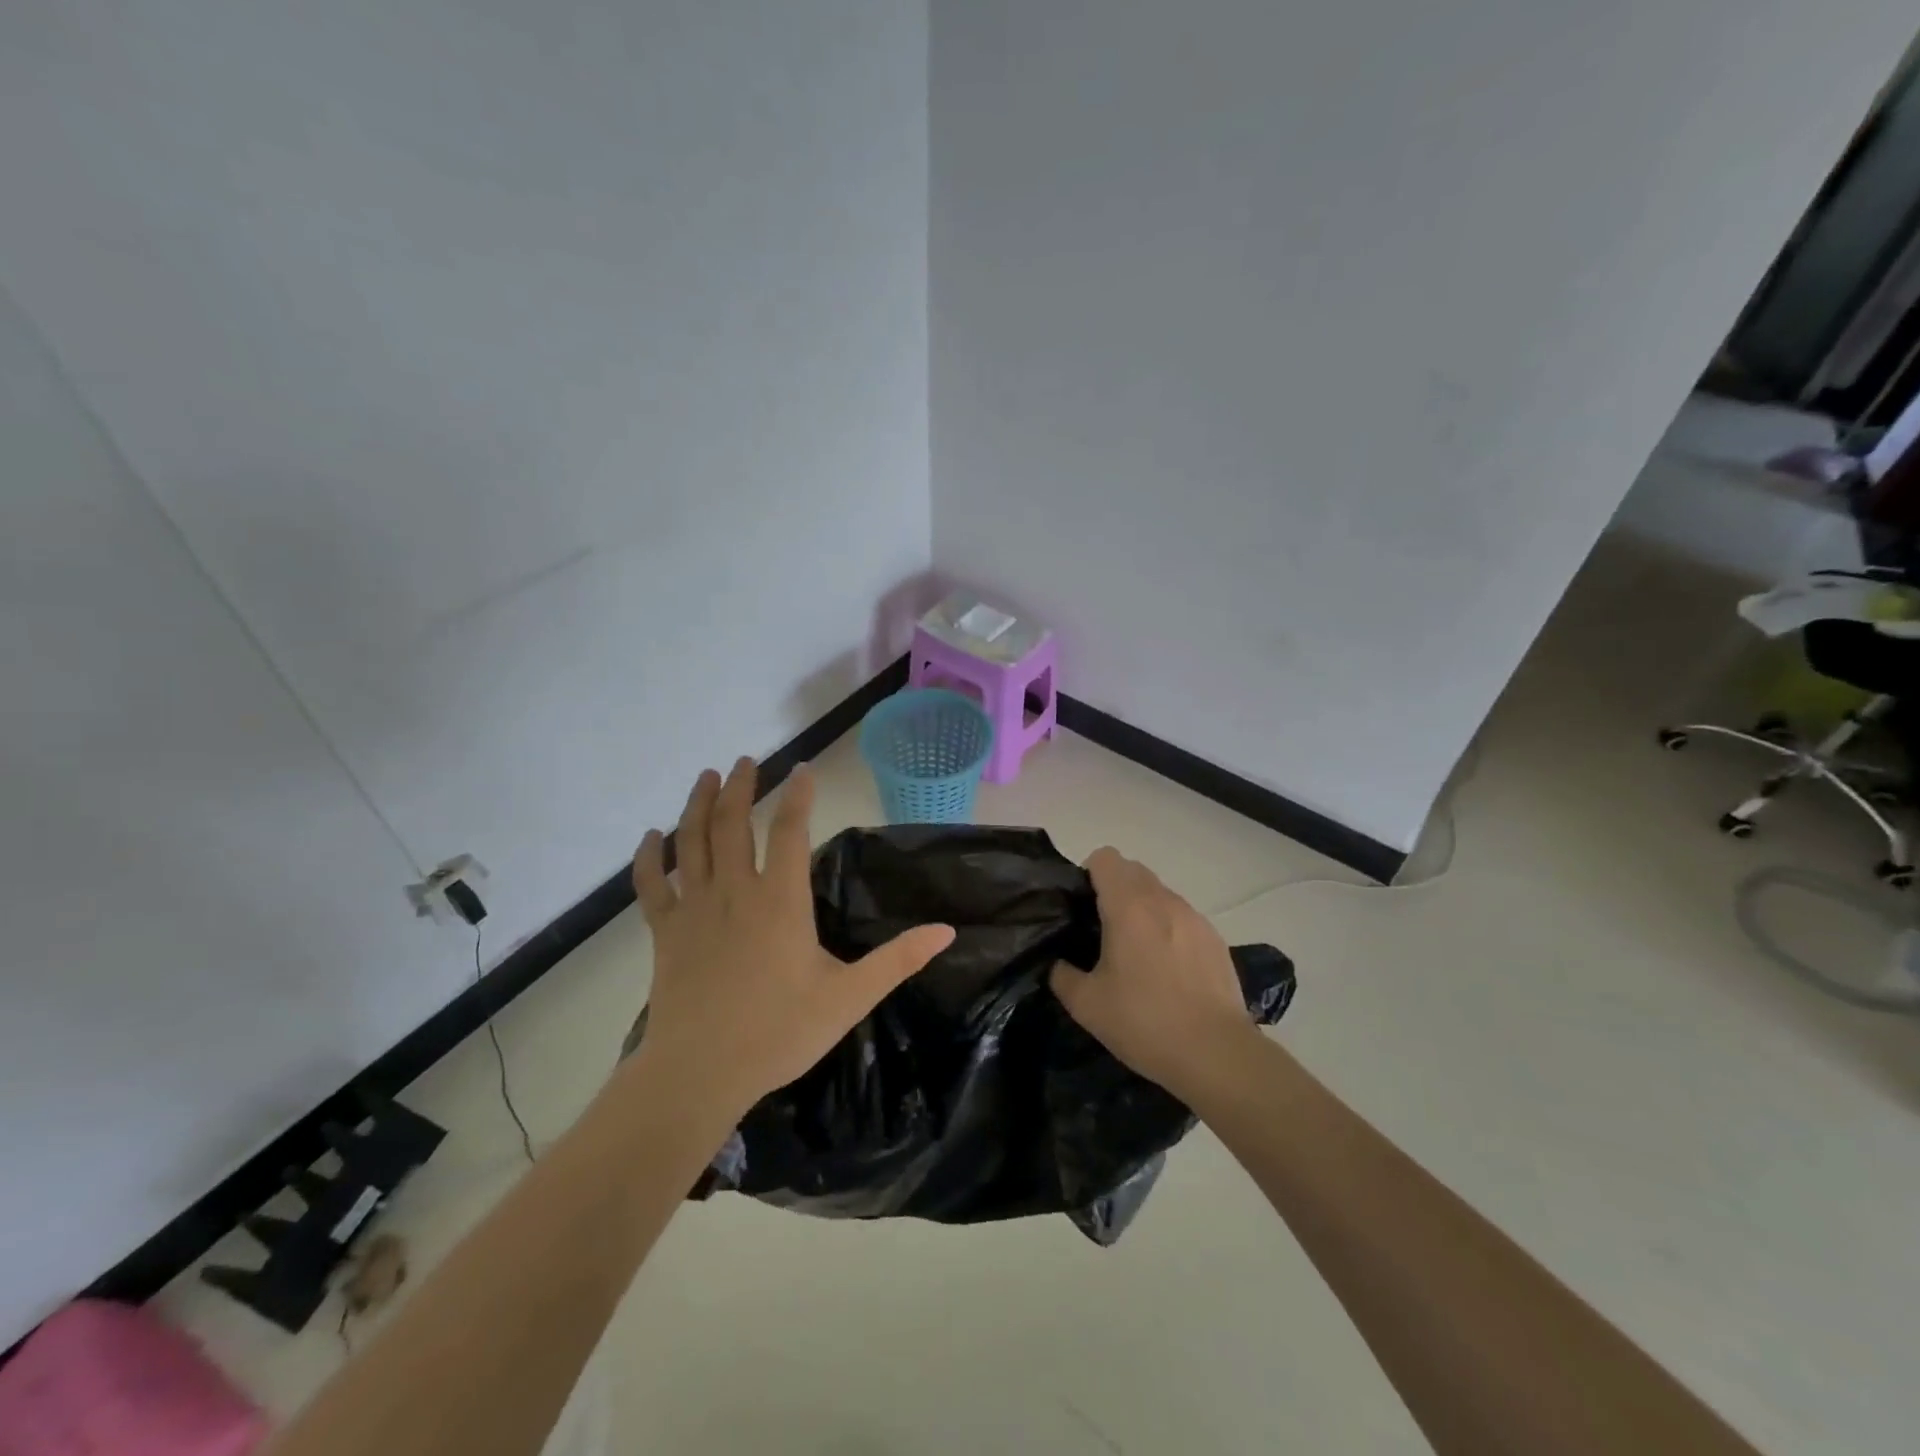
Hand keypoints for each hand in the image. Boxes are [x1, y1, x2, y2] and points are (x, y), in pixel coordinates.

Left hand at [632, 758, 954, 1115]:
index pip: (789, 830)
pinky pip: (651, 885)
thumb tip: (946, 930)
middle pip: (733, 823)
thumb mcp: (849, 998)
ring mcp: (693, 909)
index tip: (802, 767)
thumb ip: (898, 961)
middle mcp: (734, 891)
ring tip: (706, 776)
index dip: (798, 795)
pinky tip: (650, 837)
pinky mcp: (664, 933)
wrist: (699, 1074)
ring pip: (691, 841)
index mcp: (780, 900)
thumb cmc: (779, 1032)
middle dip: (740, 786)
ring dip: (697, 805)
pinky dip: (648, 857)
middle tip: (746, 760)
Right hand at [1050, 848, 1256, 1096]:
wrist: (1216, 1053)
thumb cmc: (1144, 1022)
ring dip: (1143, 909)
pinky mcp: (1216, 939)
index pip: (1105, 858)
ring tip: (1137, 954)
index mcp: (1128, 906)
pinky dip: (1168, 930)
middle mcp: (1163, 900)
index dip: (1089, 875)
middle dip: (1114, 889)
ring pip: (1160, 894)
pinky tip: (1168, 971)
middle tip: (1103, 930)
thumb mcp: (1086, 1005)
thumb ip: (1062, 975)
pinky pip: (1182, 918)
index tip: (1082, 907)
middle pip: (1133, 870)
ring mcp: (1194, 917)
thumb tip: (1059, 964)